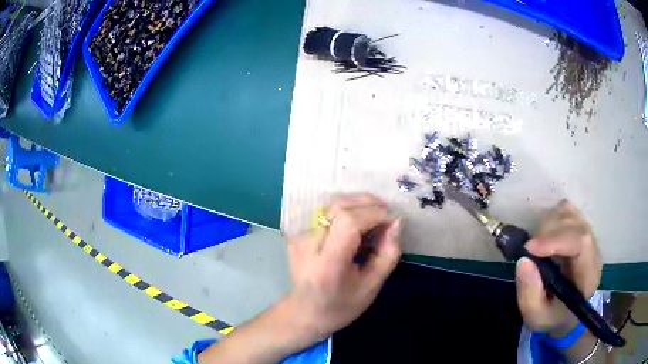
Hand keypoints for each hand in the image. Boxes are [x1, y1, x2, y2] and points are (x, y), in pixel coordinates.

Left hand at [286, 193, 401, 341]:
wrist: (305, 313)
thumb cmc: (341, 306)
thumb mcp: (372, 287)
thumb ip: (388, 254)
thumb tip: (396, 222)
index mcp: (327, 264)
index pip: (348, 223)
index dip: (374, 214)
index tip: (392, 221)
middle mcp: (307, 245)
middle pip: (338, 207)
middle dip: (368, 204)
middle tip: (386, 213)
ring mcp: (298, 237)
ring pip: (331, 204)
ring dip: (357, 204)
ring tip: (375, 216)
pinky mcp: (297, 233)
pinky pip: (325, 212)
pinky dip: (346, 210)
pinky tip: (357, 222)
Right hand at [516, 200, 601, 335]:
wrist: (567, 313)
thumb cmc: (553, 317)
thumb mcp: (537, 316)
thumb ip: (529, 294)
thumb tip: (523, 261)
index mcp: (588, 275)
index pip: (581, 243)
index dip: (556, 240)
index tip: (529, 249)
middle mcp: (593, 249)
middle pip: (573, 223)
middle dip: (546, 233)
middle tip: (528, 251)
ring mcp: (587, 234)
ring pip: (568, 212)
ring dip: (547, 225)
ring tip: (536, 247)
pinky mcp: (580, 227)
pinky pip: (565, 210)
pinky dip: (551, 218)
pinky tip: (544, 237)